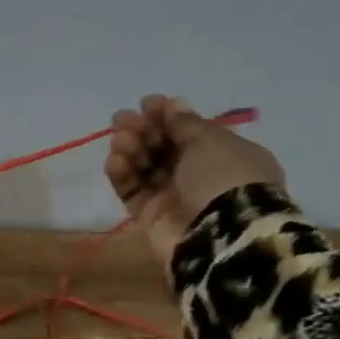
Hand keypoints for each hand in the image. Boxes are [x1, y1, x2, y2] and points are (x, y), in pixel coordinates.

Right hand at [104, 95, 285, 264]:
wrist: (221, 235)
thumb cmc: (224, 178)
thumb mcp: (211, 141)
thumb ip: (185, 122)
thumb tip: (172, 104)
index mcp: (223, 154)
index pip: (188, 130)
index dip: (166, 115)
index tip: (146, 103)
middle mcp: (198, 175)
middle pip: (161, 146)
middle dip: (142, 130)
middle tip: (122, 120)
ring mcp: (173, 197)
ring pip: (143, 166)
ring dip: (129, 149)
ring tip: (119, 142)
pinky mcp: (149, 216)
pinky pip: (131, 190)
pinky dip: (121, 174)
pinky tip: (115, 161)